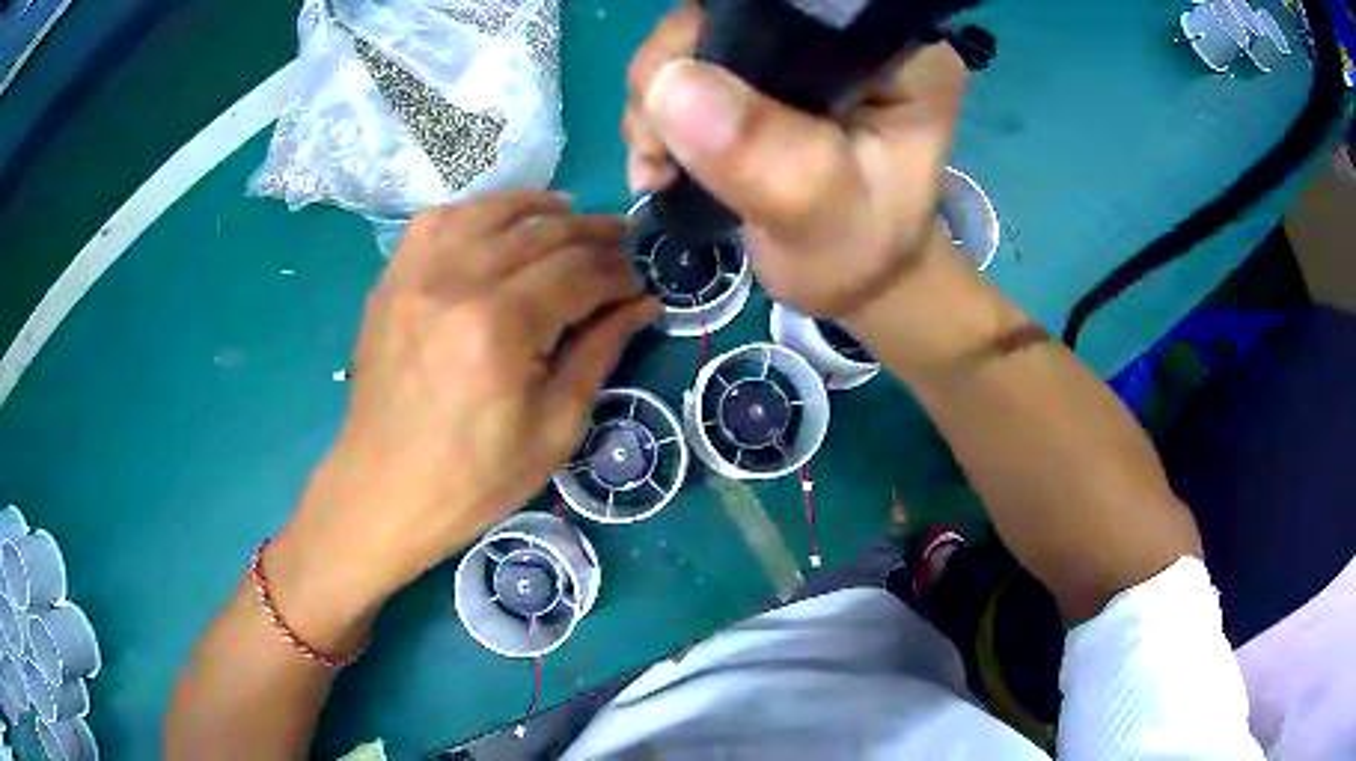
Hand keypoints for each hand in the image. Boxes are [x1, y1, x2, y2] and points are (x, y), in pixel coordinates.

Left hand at [270, 193, 656, 640]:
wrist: (384, 492)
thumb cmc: (474, 479)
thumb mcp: (554, 429)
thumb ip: (599, 353)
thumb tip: (642, 304)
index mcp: (500, 326)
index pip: (578, 272)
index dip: (618, 273)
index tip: (638, 284)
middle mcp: (456, 281)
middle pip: (541, 232)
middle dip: (592, 234)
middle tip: (621, 245)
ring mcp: (416, 274)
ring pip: (490, 211)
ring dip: (539, 209)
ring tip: (569, 218)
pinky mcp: (392, 281)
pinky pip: (438, 220)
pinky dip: (476, 212)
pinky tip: (497, 227)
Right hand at [624, 6, 967, 316]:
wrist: (849, 274)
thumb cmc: (856, 254)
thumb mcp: (820, 221)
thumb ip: (766, 158)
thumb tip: (671, 84)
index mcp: (898, 58)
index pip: (800, 8)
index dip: (726, 34)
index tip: (684, 101)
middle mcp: (850, 36)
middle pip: (735, 13)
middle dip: (675, 72)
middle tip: (660, 148)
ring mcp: (801, 48)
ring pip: (700, 36)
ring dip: (657, 99)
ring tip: (659, 167)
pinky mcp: (765, 67)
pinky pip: (688, 63)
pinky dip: (658, 110)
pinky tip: (659, 160)